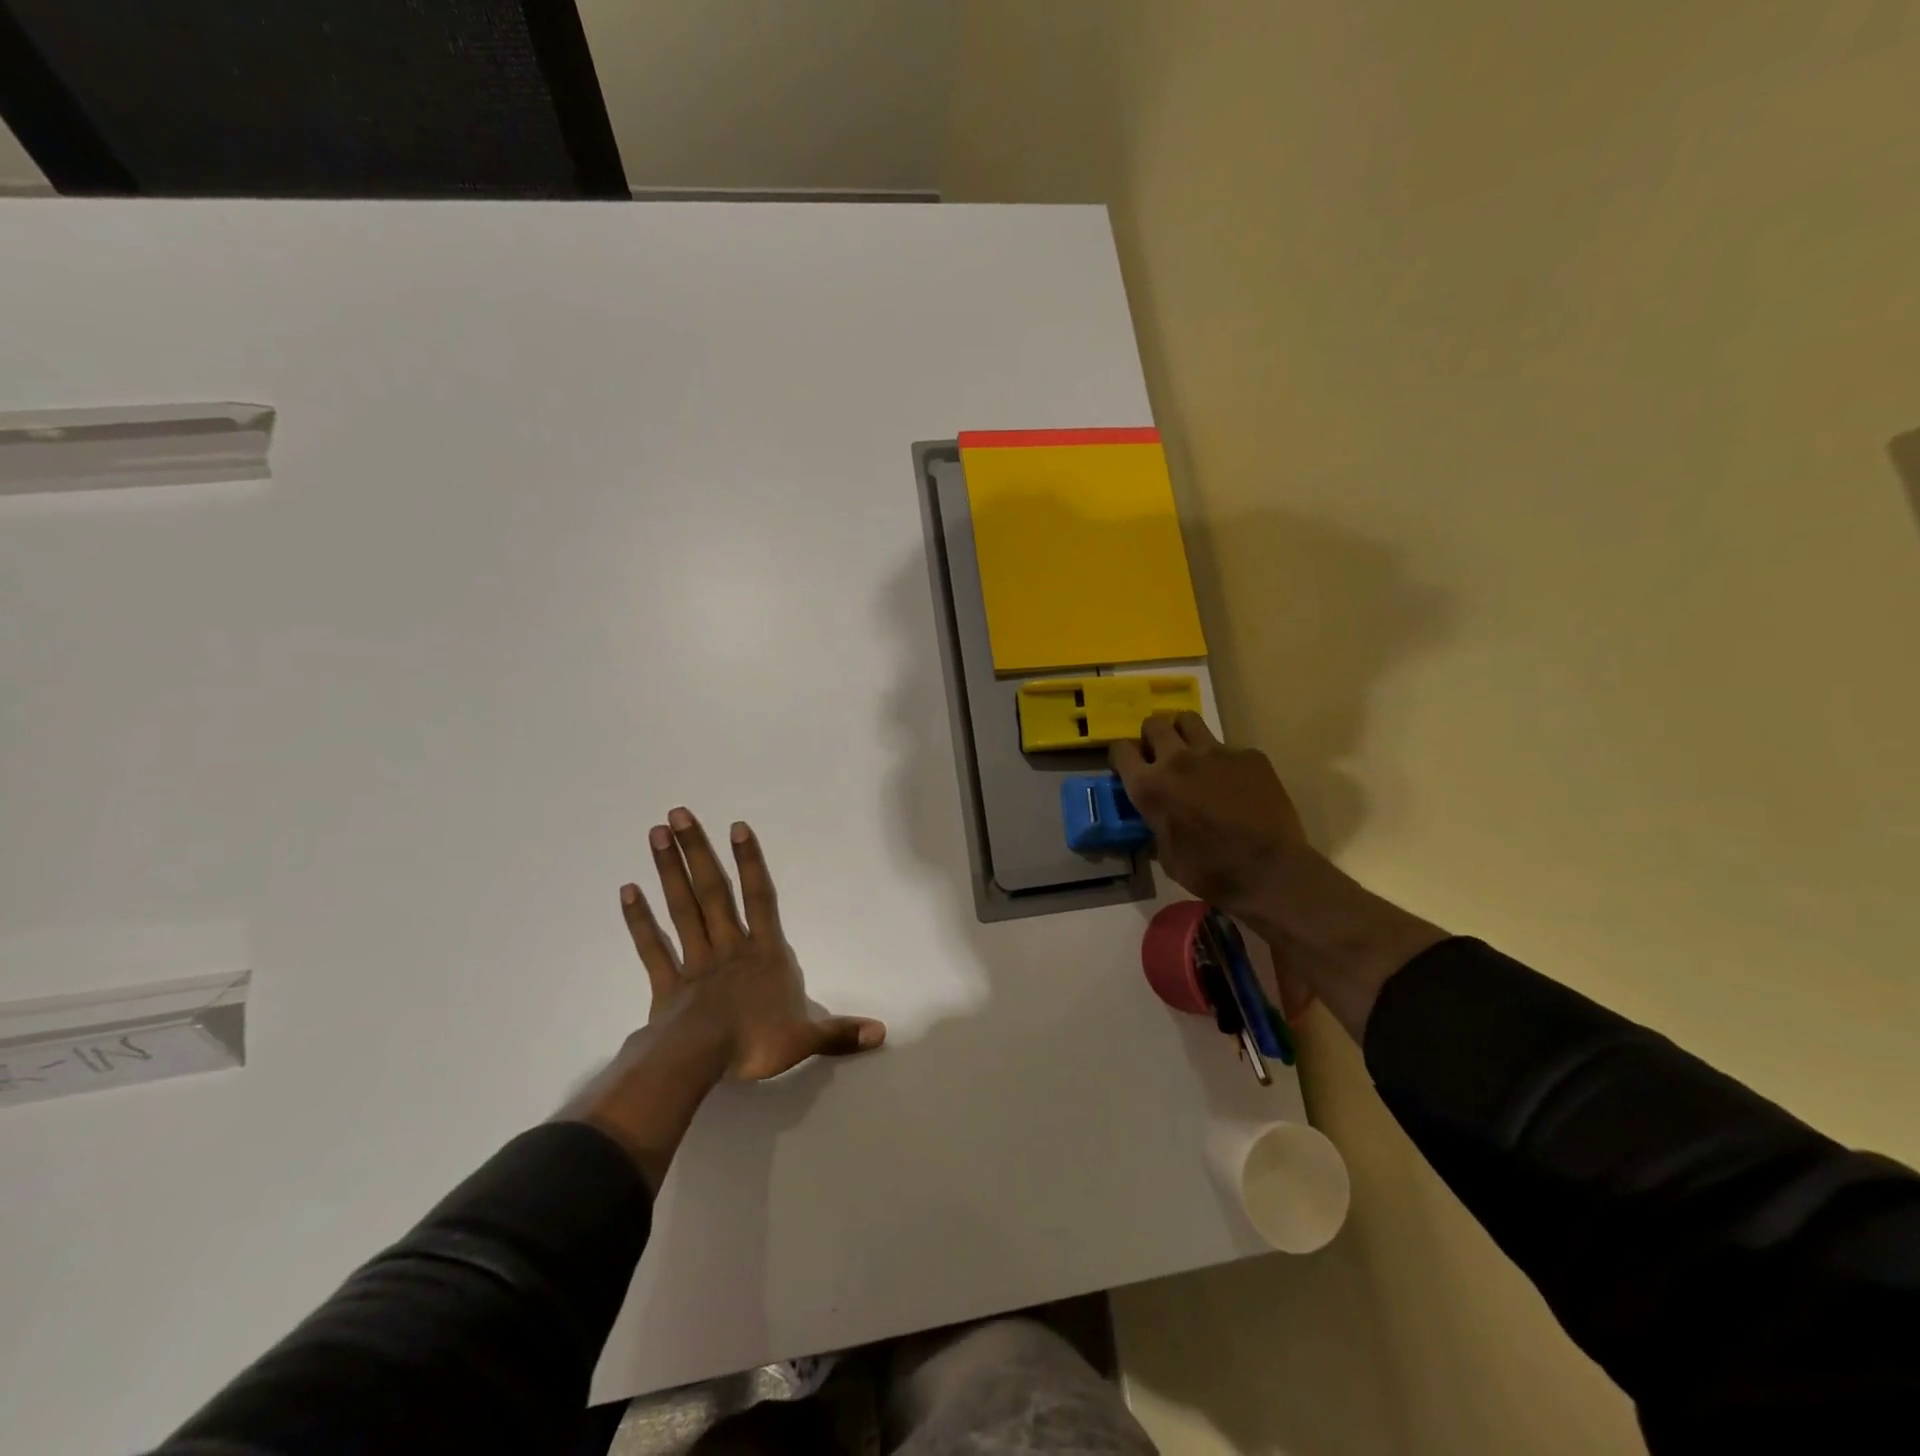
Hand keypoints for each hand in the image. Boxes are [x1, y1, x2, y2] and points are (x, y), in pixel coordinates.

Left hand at [624, 808, 885, 1081]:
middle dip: (697, 851)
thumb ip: (840, 1032)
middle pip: (712, 892)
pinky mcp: (667, 984)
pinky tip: (627, 891)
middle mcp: (729, 947)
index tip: (737, 827)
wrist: (700, 1062)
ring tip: (655, 834)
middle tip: (677, 813)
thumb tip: (882, 1033)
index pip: (760, 899)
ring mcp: (695, 962)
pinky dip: (639, 920)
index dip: (750, 863)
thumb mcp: (805, 1038)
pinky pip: (652, 947)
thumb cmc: (755, 1043)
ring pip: (682, 909)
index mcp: (764, 954)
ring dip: (669, 871)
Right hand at [1110, 713, 1307, 914]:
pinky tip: (1237, 784)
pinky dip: (1225, 761)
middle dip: (1152, 737)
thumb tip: (1158, 815)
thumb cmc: (1210, 872)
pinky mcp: (1249, 755)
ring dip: (1184, 734)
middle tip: (1161, 756)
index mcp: (1150, 787)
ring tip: (1194, 756)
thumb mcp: (1166, 854)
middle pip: (1154, 724)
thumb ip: (1156, 822)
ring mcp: (1216, 752)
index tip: (1129, 767)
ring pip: (1189, 720)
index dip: (1122, 756)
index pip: (1120, 749)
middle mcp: (1177, 760)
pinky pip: (1229, 747)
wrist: (1270, 872)